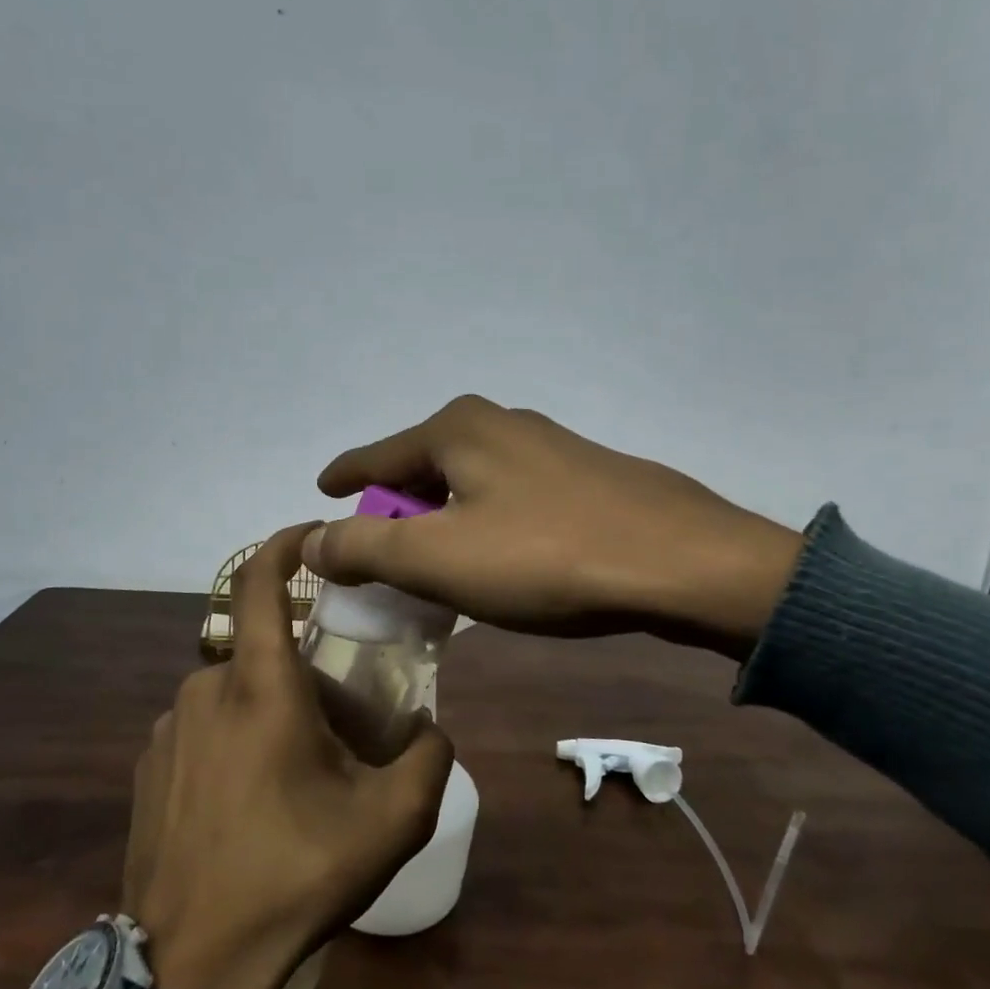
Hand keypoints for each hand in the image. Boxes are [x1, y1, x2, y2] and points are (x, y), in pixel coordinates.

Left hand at [122, 526, 453, 988]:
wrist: (188, 965)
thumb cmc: (293, 877)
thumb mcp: (391, 823)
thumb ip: (429, 758)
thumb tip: (430, 729)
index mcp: (259, 688)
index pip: (257, 582)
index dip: (283, 545)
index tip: (312, 535)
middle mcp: (205, 691)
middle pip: (262, 650)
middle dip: (304, 669)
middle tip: (341, 719)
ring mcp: (168, 730)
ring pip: (233, 693)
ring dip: (269, 710)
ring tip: (297, 772)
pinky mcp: (147, 767)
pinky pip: (203, 729)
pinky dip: (234, 739)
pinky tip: (250, 802)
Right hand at [302, 395, 803, 659]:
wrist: (679, 563)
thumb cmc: (544, 557)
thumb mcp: (438, 558)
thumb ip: (365, 547)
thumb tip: (310, 541)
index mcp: (457, 429)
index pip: (377, 455)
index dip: (345, 476)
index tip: (321, 491)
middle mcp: (500, 423)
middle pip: (423, 468)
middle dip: (396, 508)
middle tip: (378, 554)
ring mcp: (548, 447)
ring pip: (469, 484)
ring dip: (443, 521)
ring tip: (434, 565)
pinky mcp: (583, 476)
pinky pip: (508, 498)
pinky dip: (485, 525)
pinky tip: (498, 559)